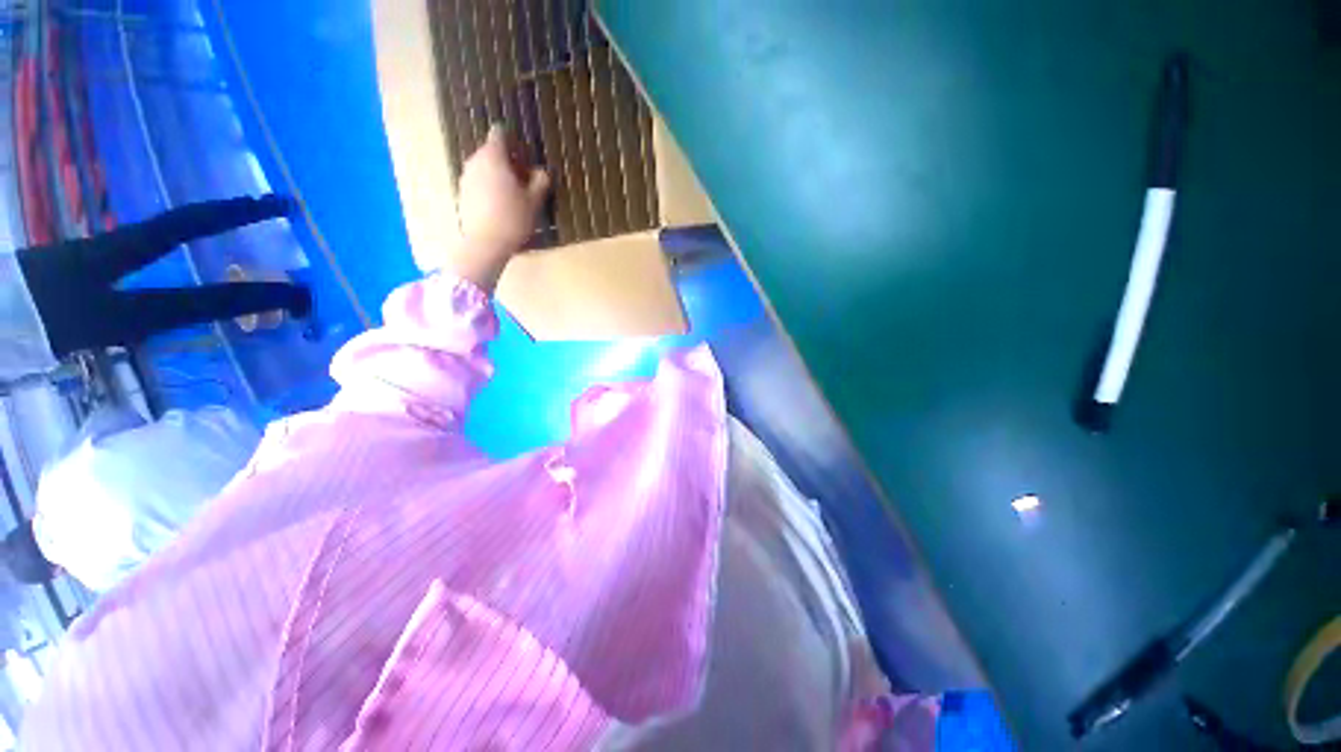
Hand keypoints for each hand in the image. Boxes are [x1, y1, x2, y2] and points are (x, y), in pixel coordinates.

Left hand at [449, 125, 549, 290]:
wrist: (485, 244)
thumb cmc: (513, 219)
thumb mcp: (534, 202)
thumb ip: (540, 182)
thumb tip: (542, 172)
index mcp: (493, 157)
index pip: (499, 134)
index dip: (513, 140)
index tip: (524, 154)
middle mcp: (475, 161)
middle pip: (491, 152)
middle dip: (507, 161)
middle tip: (524, 178)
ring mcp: (466, 178)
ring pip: (484, 168)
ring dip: (498, 175)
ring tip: (514, 195)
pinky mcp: (462, 194)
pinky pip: (478, 184)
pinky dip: (489, 189)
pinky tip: (501, 207)